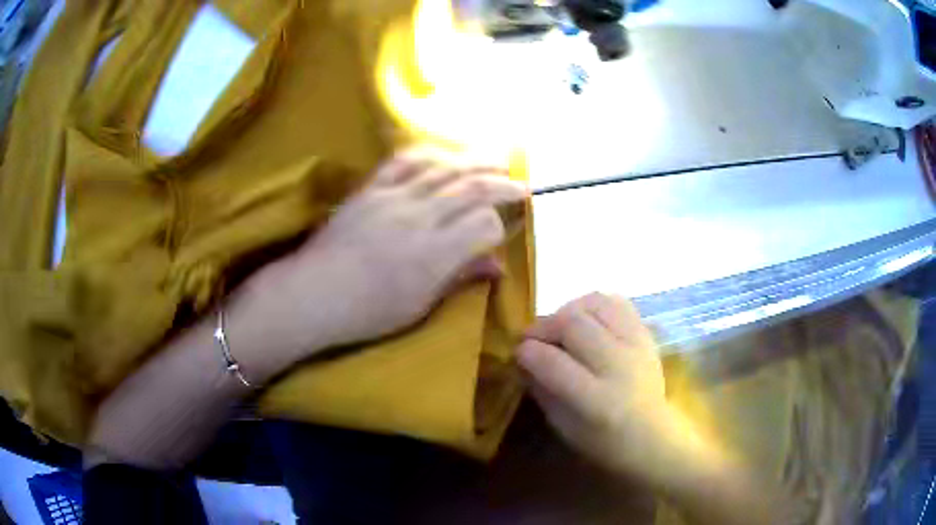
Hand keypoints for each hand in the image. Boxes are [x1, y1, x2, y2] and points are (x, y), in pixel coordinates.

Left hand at [242, 148, 527, 353]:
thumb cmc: (367, 312)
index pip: (483, 224)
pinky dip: (430, 154)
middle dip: (502, 183)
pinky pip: (404, 161)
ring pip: (443, 168)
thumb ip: (459, 278)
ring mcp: (393, 197)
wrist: (312, 293)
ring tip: (495, 159)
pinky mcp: (370, 188)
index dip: (499, 227)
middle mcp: (419, 217)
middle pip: (472, 188)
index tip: (502, 233)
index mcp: (433, 253)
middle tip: (520, 184)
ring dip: (474, 161)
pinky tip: (444, 154)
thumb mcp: (419, 306)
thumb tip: (497, 267)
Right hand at [517, 293, 674, 479]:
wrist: (653, 435)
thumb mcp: (563, 426)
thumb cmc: (603, 441)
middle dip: (543, 325)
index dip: (528, 352)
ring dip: (567, 310)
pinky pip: (617, 302)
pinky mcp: (646, 334)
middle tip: (533, 337)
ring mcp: (636, 345)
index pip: (553, 362)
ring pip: (594, 305)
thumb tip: (522, 358)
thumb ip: (541, 389)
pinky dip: (595, 304)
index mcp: (595, 400)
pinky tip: (586, 319)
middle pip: (573, 325)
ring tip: (559, 326)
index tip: (517, 351)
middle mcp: (618, 366)